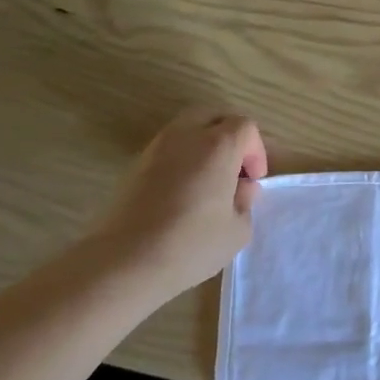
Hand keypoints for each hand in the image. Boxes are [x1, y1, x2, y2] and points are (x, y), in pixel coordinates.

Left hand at [87, 109, 267, 291]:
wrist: (123, 263)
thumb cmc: (190, 244)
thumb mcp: (237, 230)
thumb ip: (245, 201)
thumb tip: (241, 188)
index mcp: (218, 146)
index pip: (245, 127)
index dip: (255, 151)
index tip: (252, 180)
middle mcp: (186, 136)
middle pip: (213, 116)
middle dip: (229, 135)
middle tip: (234, 168)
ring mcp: (156, 149)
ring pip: (187, 128)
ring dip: (204, 145)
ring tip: (208, 181)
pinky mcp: (135, 166)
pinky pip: (168, 148)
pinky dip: (182, 158)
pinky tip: (184, 191)